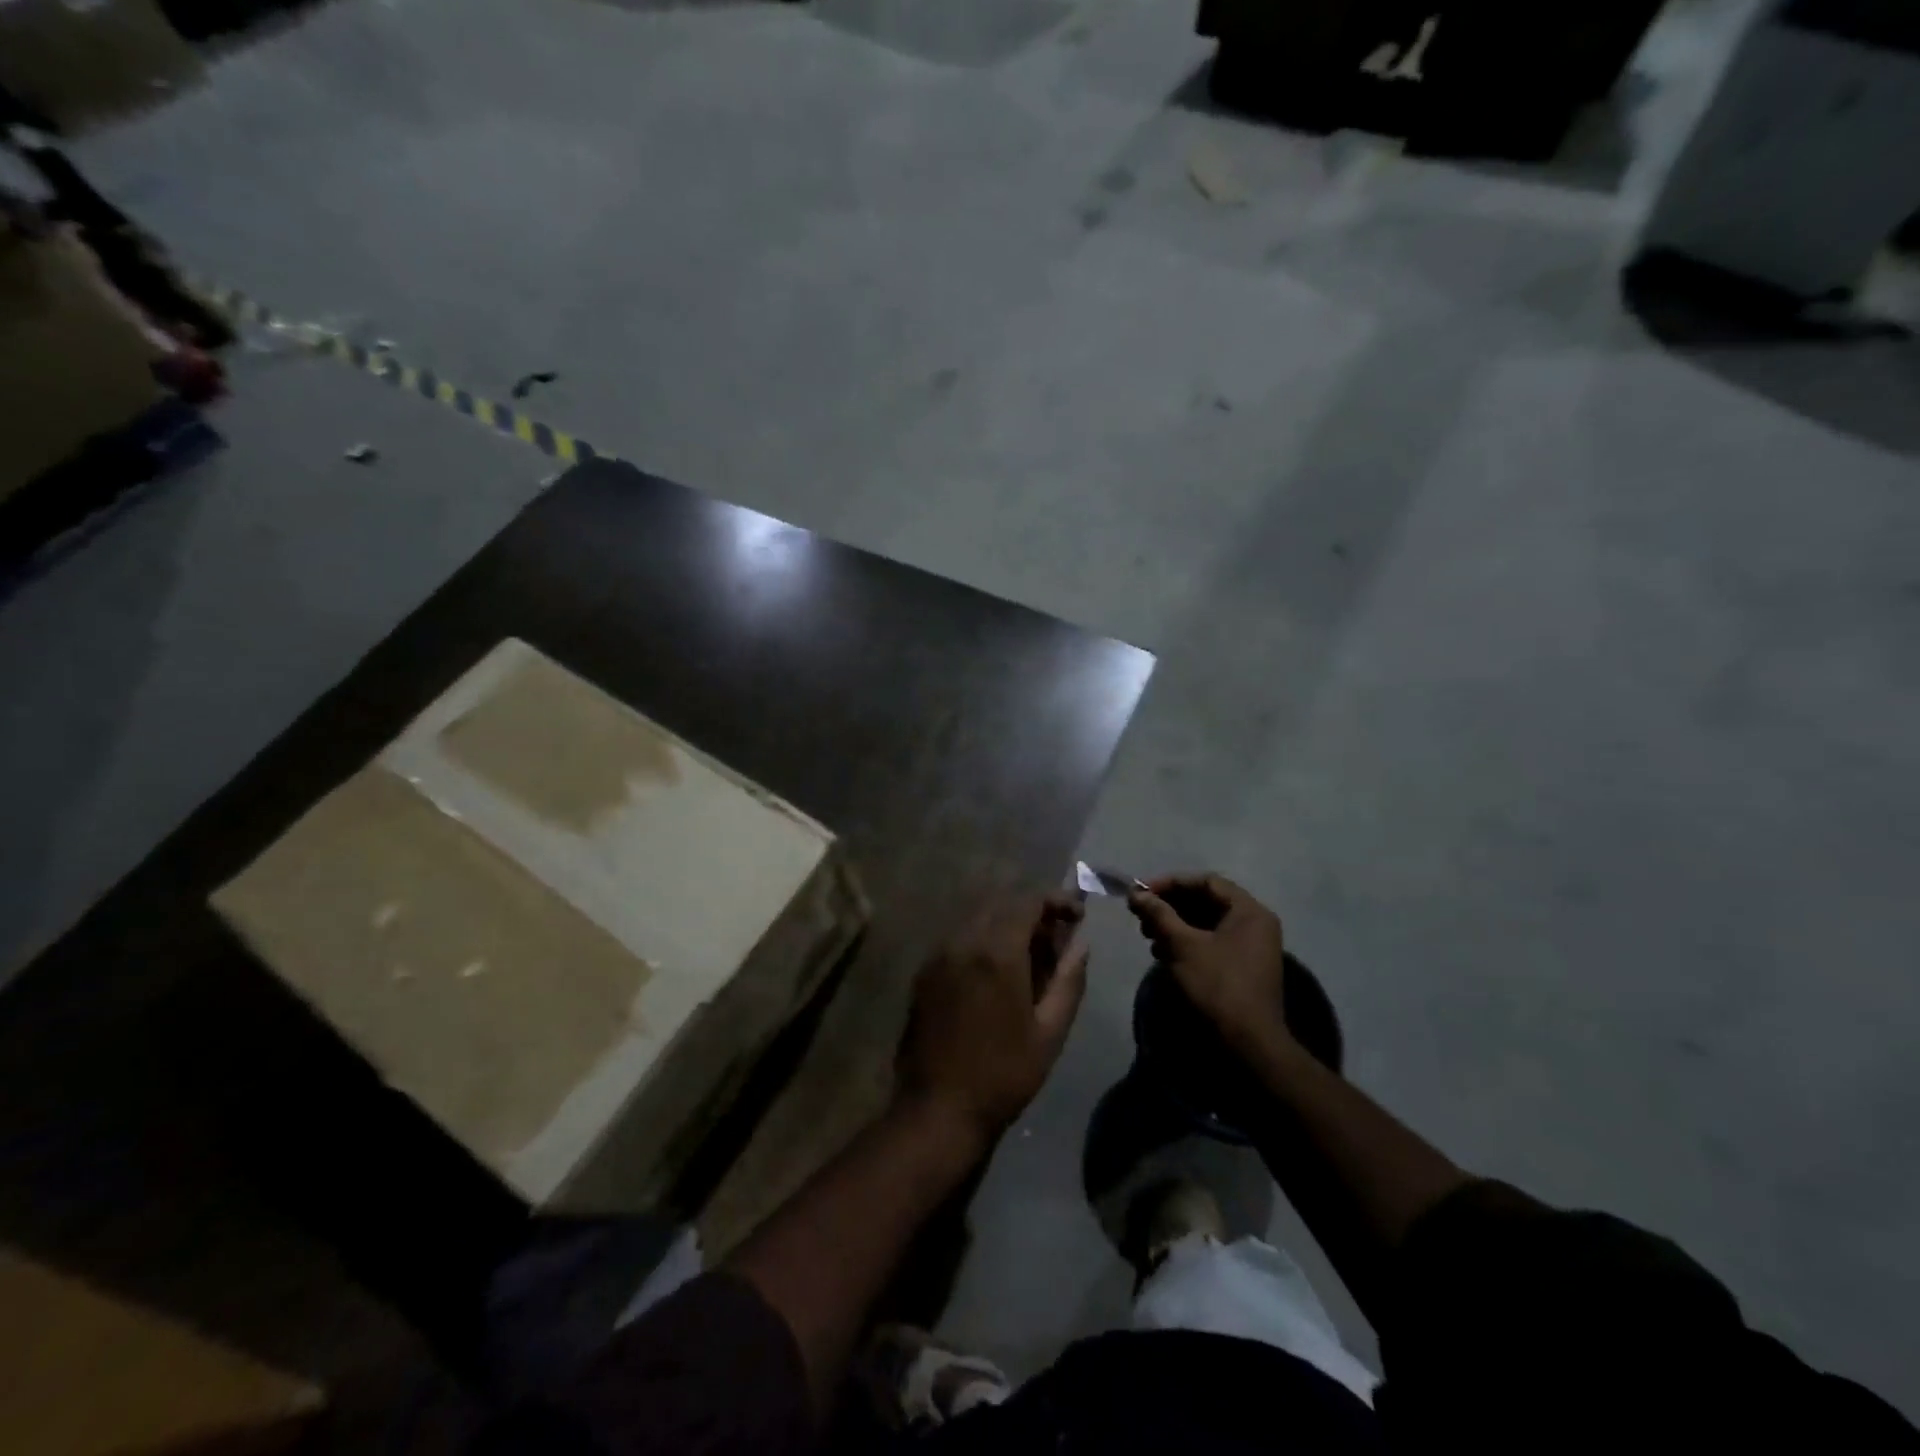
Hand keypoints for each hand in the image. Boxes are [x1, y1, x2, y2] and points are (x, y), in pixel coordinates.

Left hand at [896, 894, 1088, 1144]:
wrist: (938, 1109)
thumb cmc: (1003, 1074)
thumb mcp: (1049, 1032)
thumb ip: (1068, 981)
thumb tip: (1081, 945)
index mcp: (997, 952)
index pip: (1028, 902)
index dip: (1057, 901)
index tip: (1078, 916)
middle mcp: (963, 941)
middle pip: (1001, 904)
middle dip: (1032, 912)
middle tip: (1056, 938)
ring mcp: (938, 955)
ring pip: (977, 919)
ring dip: (1006, 925)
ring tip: (1029, 955)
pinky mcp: (924, 973)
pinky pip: (958, 939)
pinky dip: (982, 940)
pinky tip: (995, 971)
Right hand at [1128, 873, 1288, 1052]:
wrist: (1249, 1044)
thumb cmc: (1217, 986)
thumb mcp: (1183, 945)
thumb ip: (1159, 914)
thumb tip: (1136, 893)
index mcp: (1249, 911)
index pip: (1206, 882)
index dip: (1171, 883)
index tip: (1142, 892)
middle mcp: (1255, 924)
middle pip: (1206, 901)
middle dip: (1170, 906)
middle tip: (1142, 916)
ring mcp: (1250, 948)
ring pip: (1206, 924)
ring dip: (1175, 925)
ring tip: (1148, 936)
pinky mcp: (1242, 968)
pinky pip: (1211, 943)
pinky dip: (1186, 943)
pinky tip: (1163, 954)